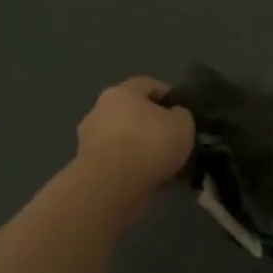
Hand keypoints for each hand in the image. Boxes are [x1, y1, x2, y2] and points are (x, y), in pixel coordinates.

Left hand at [74, 76, 194, 199]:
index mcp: (121, 91)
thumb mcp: (183, 124)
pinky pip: (118, 161)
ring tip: (165, 165)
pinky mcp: (88, 166)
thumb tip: (174, 117)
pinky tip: (150, 179)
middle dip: (153, 125)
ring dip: (141, 148)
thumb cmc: (149, 145)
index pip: (150, 85)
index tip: (184, 114)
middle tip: (174, 140)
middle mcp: (100, 110)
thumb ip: (181, 115)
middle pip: (133, 112)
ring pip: (125, 139)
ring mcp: (90, 139)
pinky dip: (132, 167)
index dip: (170, 97)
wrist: (112, 187)